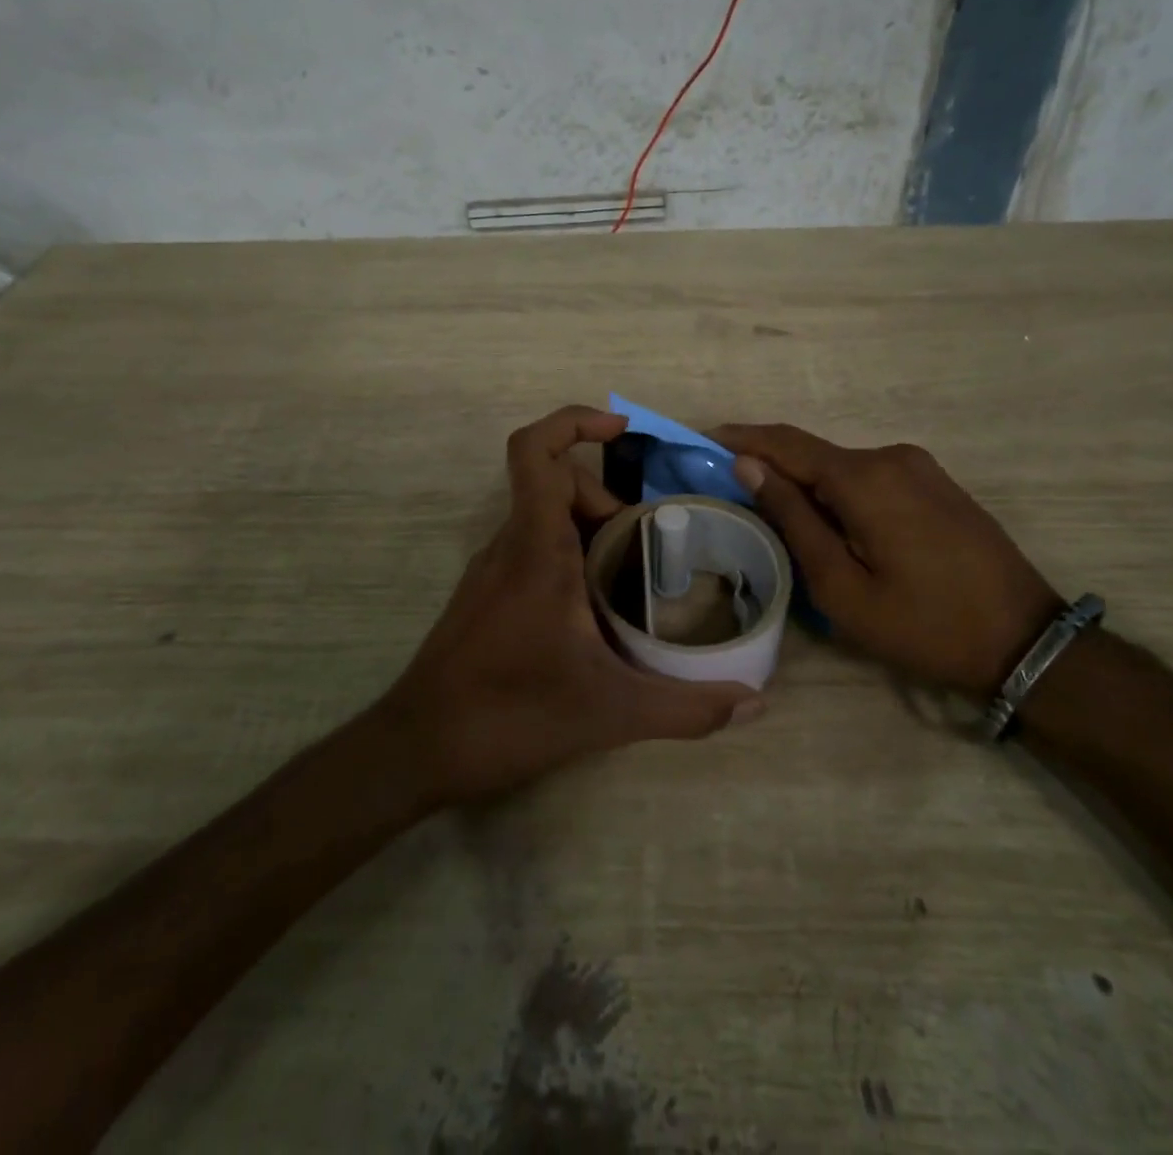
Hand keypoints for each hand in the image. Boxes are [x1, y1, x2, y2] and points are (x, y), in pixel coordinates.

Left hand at [377, 406, 761, 806]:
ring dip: (592, 531)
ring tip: (634, 580)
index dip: (574, 422)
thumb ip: (687, 708)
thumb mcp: (610, 713)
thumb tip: (755, 703)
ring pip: (545, 519)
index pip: (535, 451)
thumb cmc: (509, 714)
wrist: (417, 749)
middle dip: (608, 501)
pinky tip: (596, 611)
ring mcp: (492, 571)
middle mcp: (509, 545)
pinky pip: (532, 550)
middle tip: (649, 547)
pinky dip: (570, 558)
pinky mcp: (486, 596)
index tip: (621, 429)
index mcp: (535, 547)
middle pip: (556, 485)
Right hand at [714, 423, 1060, 699]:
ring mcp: (919, 467)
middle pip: (813, 455)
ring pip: (841, 468)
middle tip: (731, 497)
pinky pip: (870, 478)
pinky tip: (829, 525)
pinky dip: (838, 493)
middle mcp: (891, 457)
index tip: (701, 441)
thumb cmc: (923, 624)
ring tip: (777, 522)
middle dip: (770, 469)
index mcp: (865, 478)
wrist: (1024, 642)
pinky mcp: (935, 484)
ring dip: (806, 486)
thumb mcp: (842, 587)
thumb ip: (794, 519)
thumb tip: (750, 466)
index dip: (740, 438)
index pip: (785, 443)